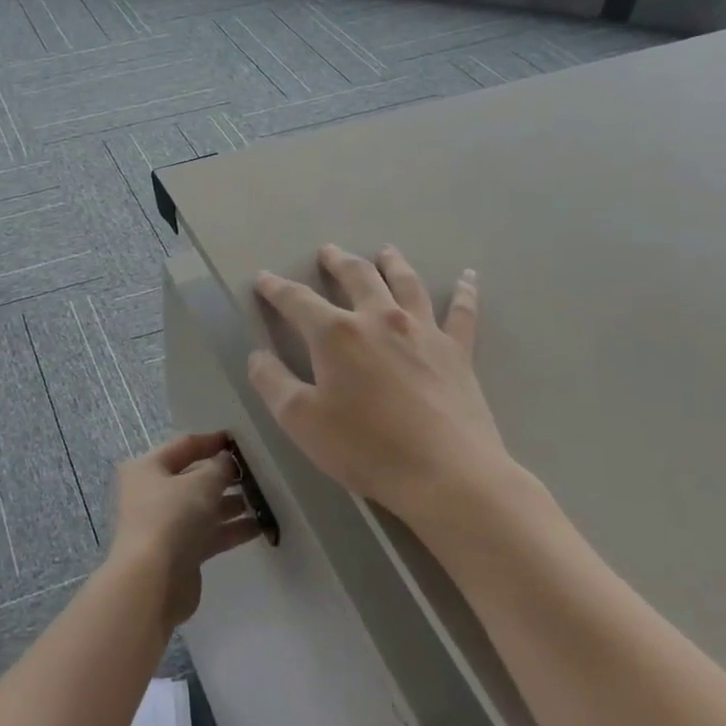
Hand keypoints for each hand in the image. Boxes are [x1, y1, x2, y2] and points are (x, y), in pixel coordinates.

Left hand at [107, 431, 262, 628]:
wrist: (152, 582)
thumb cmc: (171, 518)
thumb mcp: (201, 484)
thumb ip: (219, 468)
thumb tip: (227, 461)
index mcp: (147, 468)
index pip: (183, 446)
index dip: (211, 441)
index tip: (239, 440)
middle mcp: (152, 493)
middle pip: (193, 478)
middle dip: (224, 476)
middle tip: (257, 474)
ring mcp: (165, 525)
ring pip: (203, 508)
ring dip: (231, 504)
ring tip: (263, 500)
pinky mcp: (179, 553)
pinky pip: (209, 533)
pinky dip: (230, 529)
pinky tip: (259, 527)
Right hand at [248, 245, 530, 537]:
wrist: (446, 474)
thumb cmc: (366, 448)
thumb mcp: (301, 421)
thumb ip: (273, 383)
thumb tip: (258, 356)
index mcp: (337, 334)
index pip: (298, 300)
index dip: (276, 288)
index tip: (264, 278)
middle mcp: (380, 319)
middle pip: (357, 277)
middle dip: (338, 261)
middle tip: (328, 251)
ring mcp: (423, 331)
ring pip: (406, 284)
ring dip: (393, 263)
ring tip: (386, 250)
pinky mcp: (457, 352)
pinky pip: (462, 312)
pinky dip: (464, 291)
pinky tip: (467, 276)